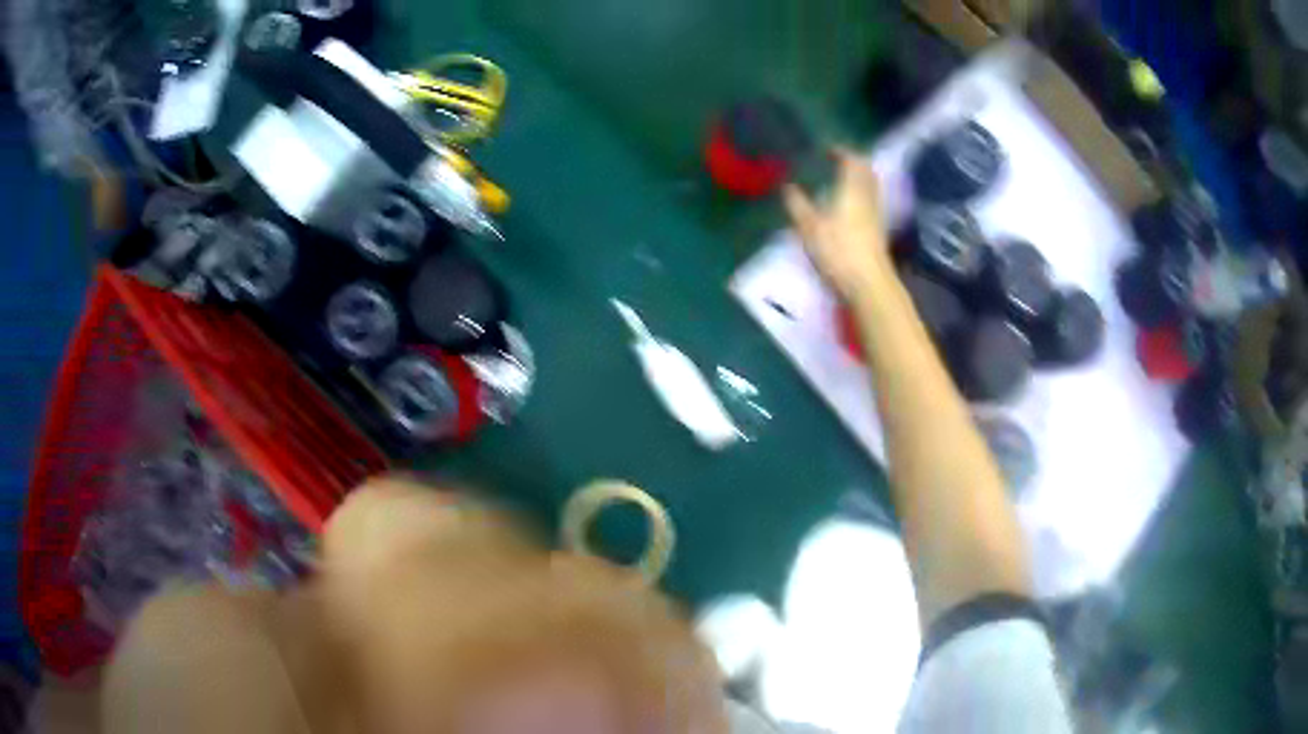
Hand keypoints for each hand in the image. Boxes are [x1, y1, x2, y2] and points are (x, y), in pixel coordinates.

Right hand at [783, 150, 891, 303]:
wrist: (868, 285)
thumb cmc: (838, 252)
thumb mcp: (809, 227)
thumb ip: (797, 204)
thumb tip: (787, 186)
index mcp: (851, 189)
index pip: (852, 160)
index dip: (841, 152)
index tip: (827, 150)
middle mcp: (867, 197)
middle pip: (866, 171)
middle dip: (854, 163)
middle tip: (837, 161)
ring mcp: (876, 215)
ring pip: (870, 187)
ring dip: (858, 179)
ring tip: (841, 181)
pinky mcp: (878, 232)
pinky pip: (870, 203)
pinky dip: (860, 196)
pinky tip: (848, 206)